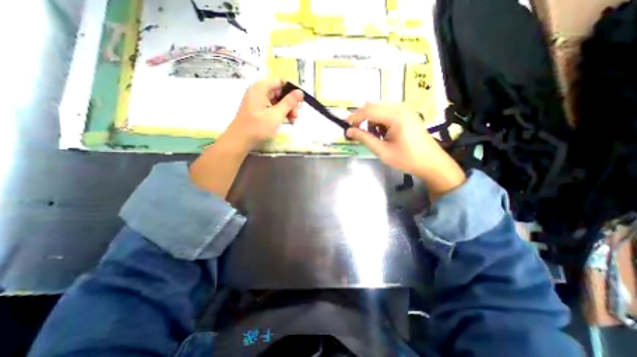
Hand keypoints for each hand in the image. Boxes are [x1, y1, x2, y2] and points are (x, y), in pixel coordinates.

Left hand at [223, 79, 303, 148]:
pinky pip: (272, 107)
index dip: (292, 91)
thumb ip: (289, 103)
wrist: (239, 141)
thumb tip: (300, 92)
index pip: (281, 82)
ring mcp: (258, 101)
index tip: (299, 103)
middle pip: (280, 92)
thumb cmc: (257, 127)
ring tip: (292, 121)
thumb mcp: (276, 115)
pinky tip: (285, 122)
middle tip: (296, 116)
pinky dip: (280, 113)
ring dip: (286, 110)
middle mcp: (258, 91)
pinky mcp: (258, 110)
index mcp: (261, 88)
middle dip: (290, 103)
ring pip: (277, 101)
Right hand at [347, 104, 466, 199]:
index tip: (345, 126)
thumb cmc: (406, 159)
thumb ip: (365, 139)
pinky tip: (383, 133)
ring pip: (380, 109)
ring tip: (373, 136)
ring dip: (371, 120)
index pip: (368, 111)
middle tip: (355, 131)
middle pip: (374, 106)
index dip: (355, 117)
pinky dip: (380, 121)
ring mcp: (406, 111)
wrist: (431, 163)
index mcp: (395, 117)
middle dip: (362, 117)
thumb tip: (349, 131)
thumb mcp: (382, 151)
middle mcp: (401, 109)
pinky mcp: (408, 115)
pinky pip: (388, 113)